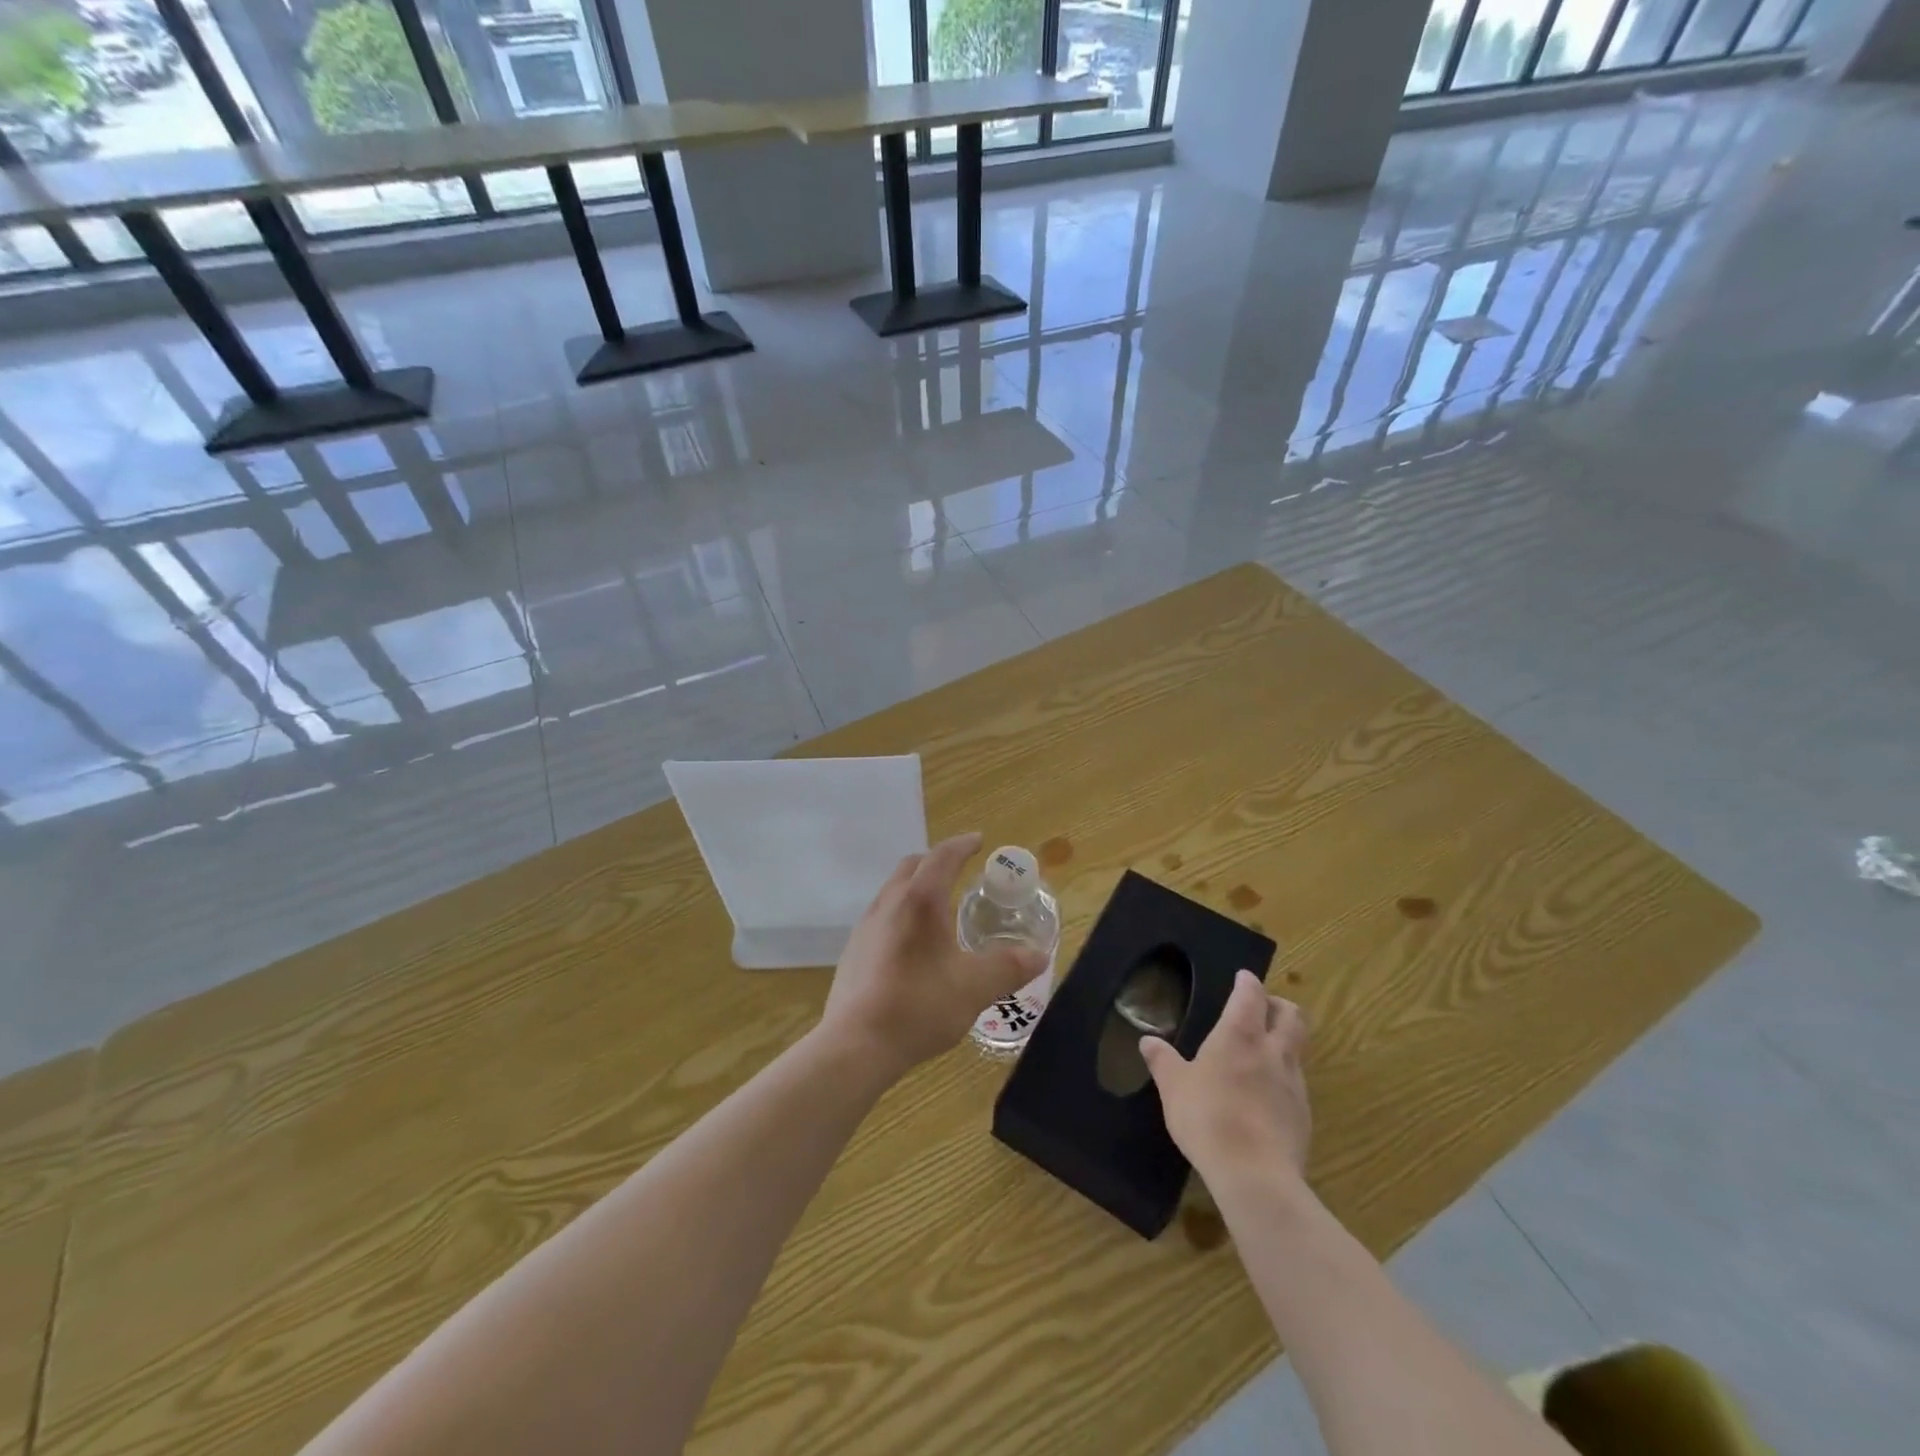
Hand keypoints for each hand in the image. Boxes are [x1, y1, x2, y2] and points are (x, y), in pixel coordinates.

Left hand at [820, 832, 1047, 1077]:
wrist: (856, 1044)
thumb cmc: (920, 1005)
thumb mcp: (975, 988)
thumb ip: (1009, 967)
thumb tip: (1039, 955)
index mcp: (920, 901)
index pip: (943, 856)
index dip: (962, 844)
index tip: (978, 840)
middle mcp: (889, 903)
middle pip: (912, 865)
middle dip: (938, 860)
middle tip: (960, 869)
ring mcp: (866, 926)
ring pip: (893, 889)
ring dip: (917, 885)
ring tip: (939, 906)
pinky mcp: (853, 950)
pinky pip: (882, 914)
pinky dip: (902, 911)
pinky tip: (913, 943)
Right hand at [1140, 970, 1310, 1183]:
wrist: (1254, 1174)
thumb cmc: (1207, 1117)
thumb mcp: (1173, 1087)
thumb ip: (1162, 1061)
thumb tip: (1147, 1040)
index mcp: (1240, 1035)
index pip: (1251, 995)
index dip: (1248, 983)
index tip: (1243, 978)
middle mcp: (1273, 1051)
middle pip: (1291, 1015)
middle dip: (1279, 1006)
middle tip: (1263, 1009)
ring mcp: (1294, 1083)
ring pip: (1297, 1049)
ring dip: (1284, 1042)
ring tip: (1264, 1053)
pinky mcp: (1304, 1115)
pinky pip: (1297, 1084)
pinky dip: (1284, 1078)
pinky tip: (1267, 1095)